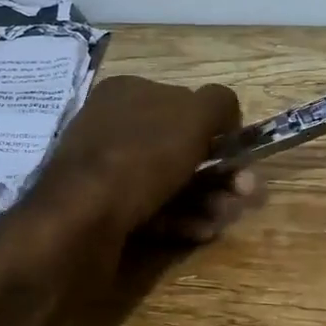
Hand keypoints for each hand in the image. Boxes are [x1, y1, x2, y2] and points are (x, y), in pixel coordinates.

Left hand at [38, 74, 259, 242]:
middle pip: (182, 147)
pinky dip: (181, 220)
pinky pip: (153, 211)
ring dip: (207, 199)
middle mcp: (115, 127)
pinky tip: (200, 232)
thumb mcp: (192, 116)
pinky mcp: (106, 212)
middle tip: (244, 193)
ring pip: (171, 183)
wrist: (80, 222)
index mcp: (129, 93)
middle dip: (219, 172)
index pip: (184, 103)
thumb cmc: (141, 157)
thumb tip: (228, 115)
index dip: (216, 128)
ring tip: (224, 217)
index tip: (239, 154)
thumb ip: (218, 104)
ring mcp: (107, 172)